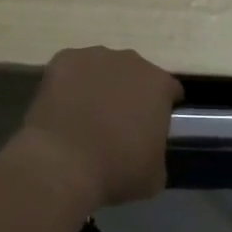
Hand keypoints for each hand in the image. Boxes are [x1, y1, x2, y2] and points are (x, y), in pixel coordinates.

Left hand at [18, 47, 181, 210]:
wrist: (62, 164)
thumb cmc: (116, 170)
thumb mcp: (155, 175)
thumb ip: (157, 152)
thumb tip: (148, 150)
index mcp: (159, 85)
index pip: (169, 90)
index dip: (162, 108)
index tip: (152, 127)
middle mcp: (131, 61)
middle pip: (135, 74)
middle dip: (129, 93)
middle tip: (116, 123)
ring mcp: (95, 56)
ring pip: (102, 68)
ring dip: (99, 86)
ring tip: (85, 116)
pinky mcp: (63, 60)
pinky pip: (71, 70)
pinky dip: (69, 85)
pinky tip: (62, 109)